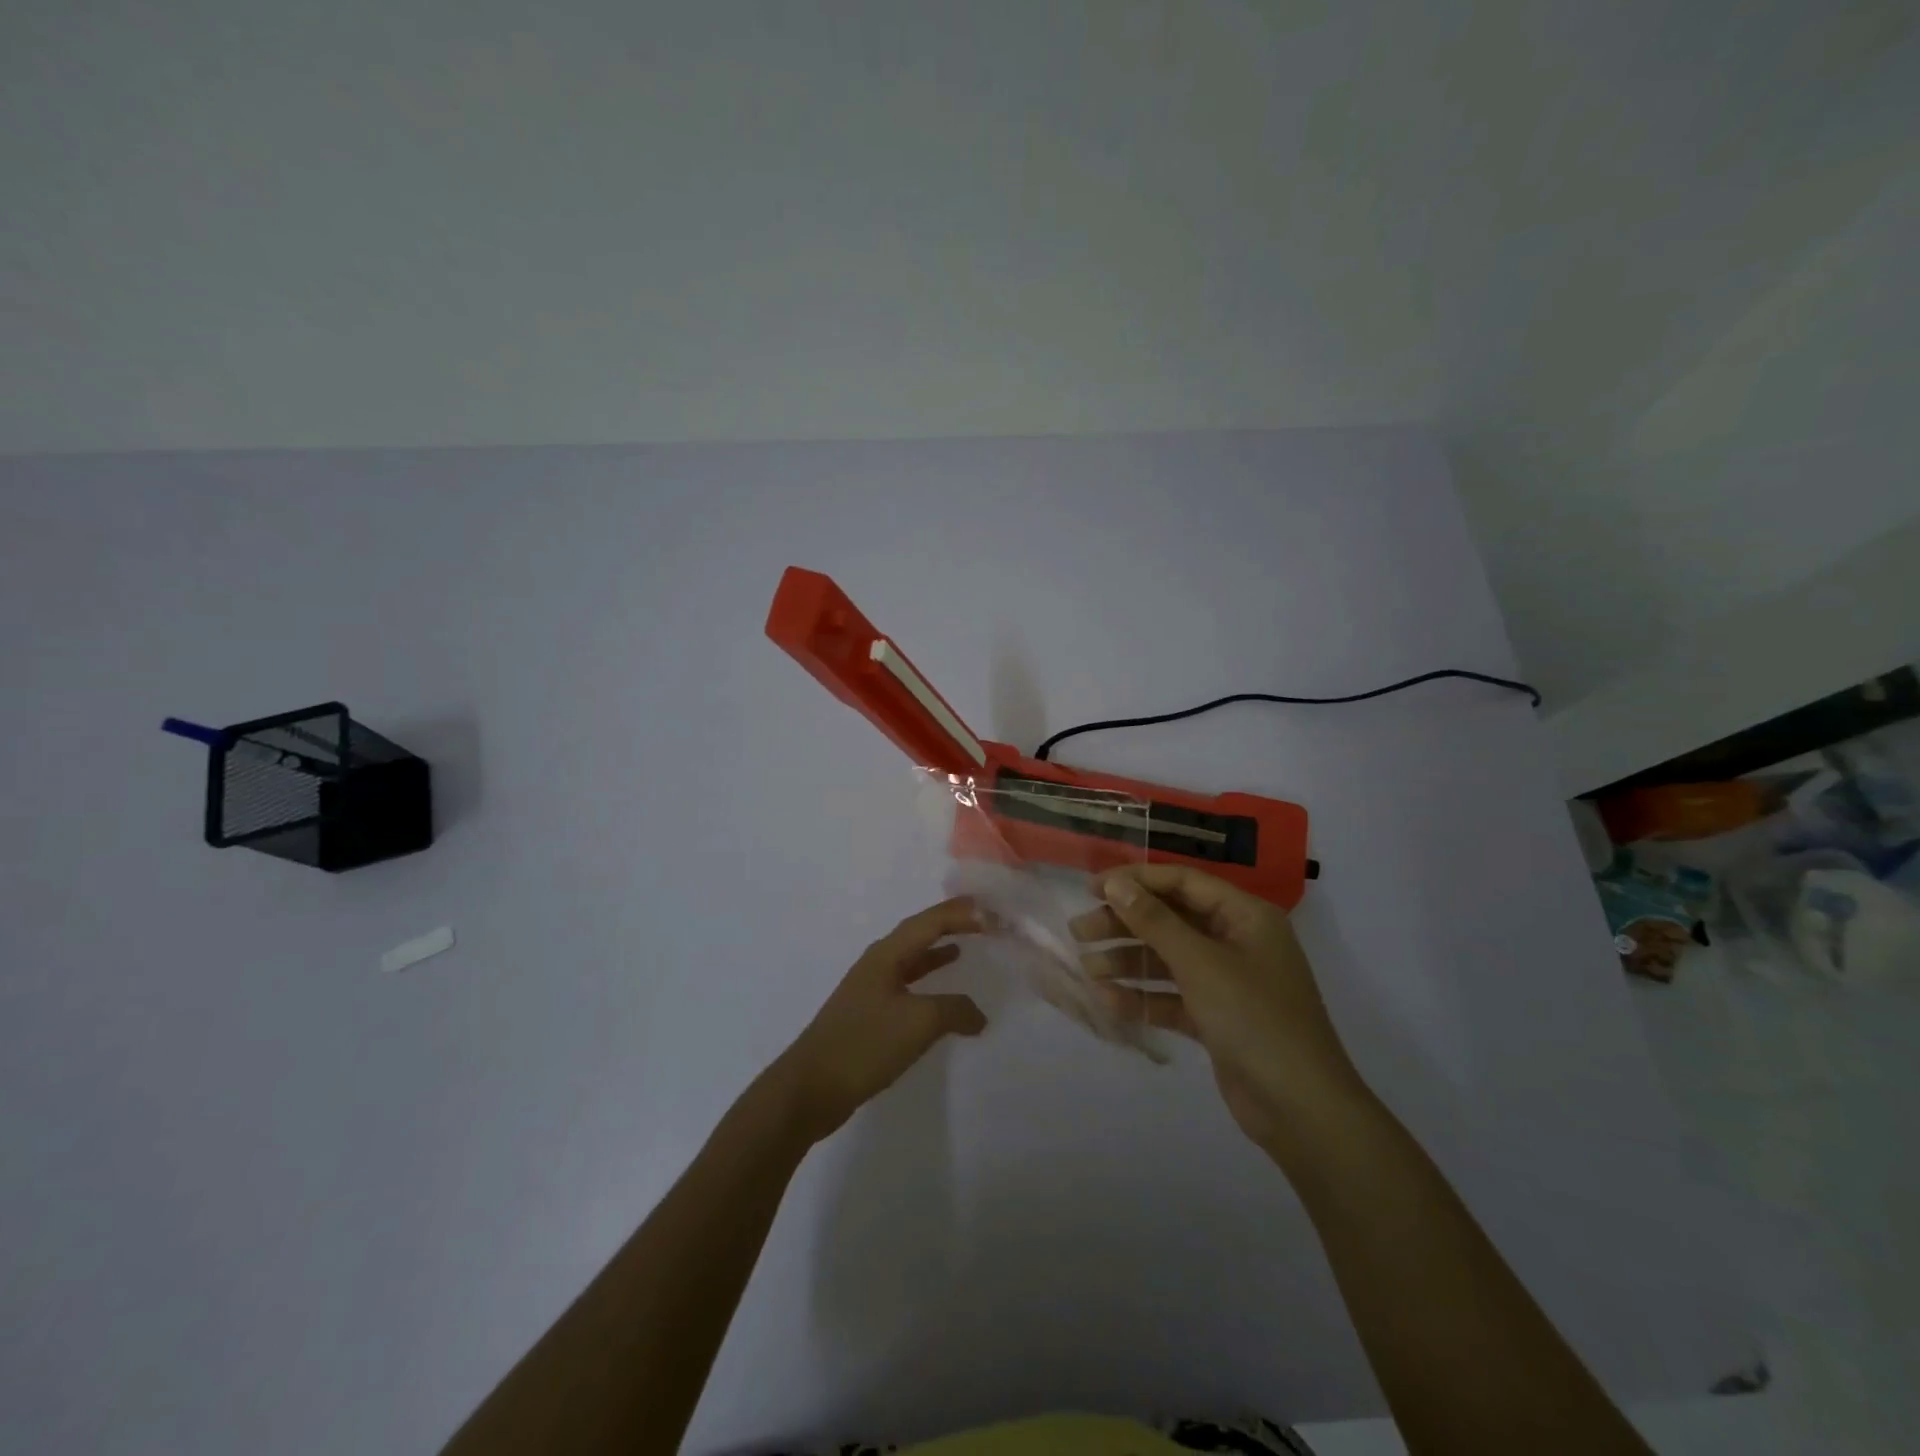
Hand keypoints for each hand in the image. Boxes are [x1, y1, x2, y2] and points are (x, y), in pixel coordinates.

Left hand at [773, 896, 987, 1143]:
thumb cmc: (865, 1044)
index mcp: (886, 955)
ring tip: (965, 944)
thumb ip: (954, 1010)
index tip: (992, 911)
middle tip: (983, 919)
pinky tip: (939, 994)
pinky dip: (927, 980)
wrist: (810, 1088)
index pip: (929, 922)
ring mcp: (870, 989)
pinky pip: (906, 983)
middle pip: (919, 932)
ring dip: (937, 949)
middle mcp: (877, 963)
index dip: (961, 914)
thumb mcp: (918, 1023)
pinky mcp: (868, 1014)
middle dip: (950, 923)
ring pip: (911, 958)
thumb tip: (979, 1015)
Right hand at [1071, 865, 1365, 1155]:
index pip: (1183, 883)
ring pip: (1168, 959)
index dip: (1136, 880)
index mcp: (1245, 916)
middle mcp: (1237, 941)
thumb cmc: (1254, 1019)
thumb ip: (1154, 921)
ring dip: (1128, 962)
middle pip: (1171, 920)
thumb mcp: (1200, 963)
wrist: (1302, 1109)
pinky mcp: (1217, 1018)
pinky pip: (1173, 996)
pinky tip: (1108, 1001)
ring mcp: (1228, 982)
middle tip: (1079, 932)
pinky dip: (1143, 997)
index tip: (1092, 888)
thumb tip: (1116, 883)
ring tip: (1087, 969)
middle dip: (1125, 924)